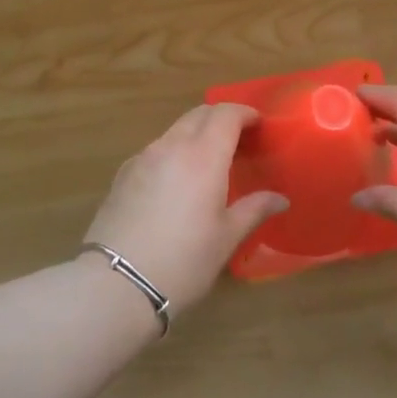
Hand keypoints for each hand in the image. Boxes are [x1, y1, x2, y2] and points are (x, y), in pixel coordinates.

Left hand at [81, 103, 287, 312]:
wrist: (116, 284)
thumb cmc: (183, 261)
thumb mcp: (226, 238)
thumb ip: (254, 209)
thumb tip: (280, 198)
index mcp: (203, 156)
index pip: (226, 114)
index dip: (245, 113)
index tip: (259, 125)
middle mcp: (171, 146)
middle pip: (199, 115)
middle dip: (221, 118)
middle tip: (239, 141)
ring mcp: (143, 158)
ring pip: (175, 130)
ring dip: (196, 134)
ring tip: (210, 162)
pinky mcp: (123, 174)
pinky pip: (156, 150)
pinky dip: (174, 152)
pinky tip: (177, 182)